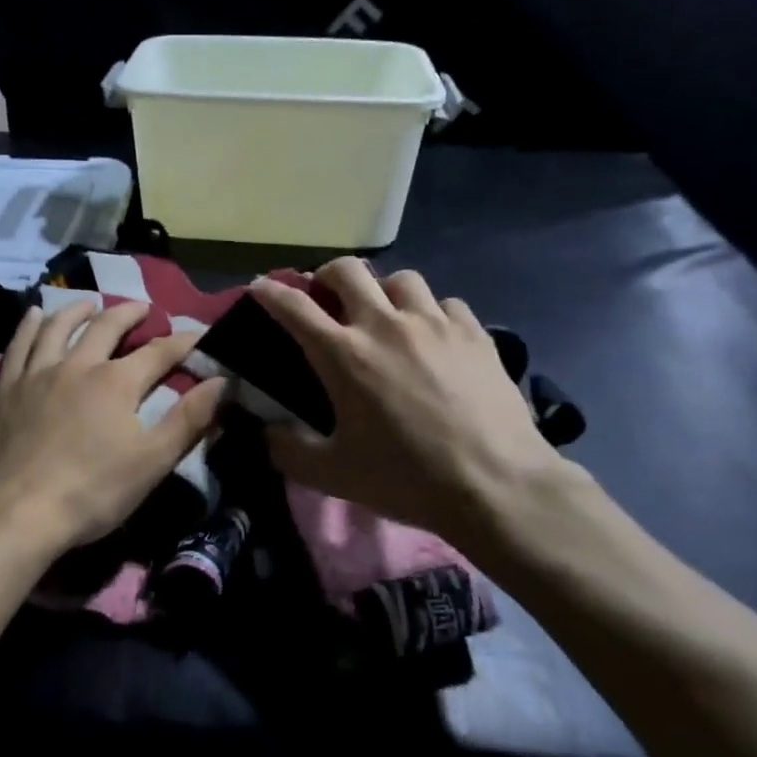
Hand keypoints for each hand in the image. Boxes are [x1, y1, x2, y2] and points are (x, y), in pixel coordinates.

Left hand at [0, 300, 227, 556]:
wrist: (17, 513)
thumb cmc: (92, 492)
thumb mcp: (152, 461)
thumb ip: (189, 419)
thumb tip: (223, 381)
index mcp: (117, 382)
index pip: (159, 352)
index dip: (184, 341)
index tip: (201, 333)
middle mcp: (78, 365)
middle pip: (107, 326)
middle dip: (130, 313)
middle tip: (142, 308)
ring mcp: (38, 374)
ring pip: (60, 327)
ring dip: (78, 310)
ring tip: (90, 303)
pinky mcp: (8, 389)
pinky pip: (19, 345)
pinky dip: (29, 326)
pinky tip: (33, 315)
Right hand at [252, 260, 571, 550]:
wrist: (496, 486)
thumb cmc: (407, 479)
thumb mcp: (333, 475)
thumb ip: (288, 450)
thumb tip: (266, 431)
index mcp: (344, 355)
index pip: (294, 306)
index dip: (270, 292)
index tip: (260, 287)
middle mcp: (384, 324)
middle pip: (347, 270)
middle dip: (328, 276)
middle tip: (327, 297)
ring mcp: (434, 323)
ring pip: (401, 278)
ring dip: (384, 291)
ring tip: (387, 314)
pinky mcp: (474, 332)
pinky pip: (446, 303)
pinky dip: (432, 313)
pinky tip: (435, 337)